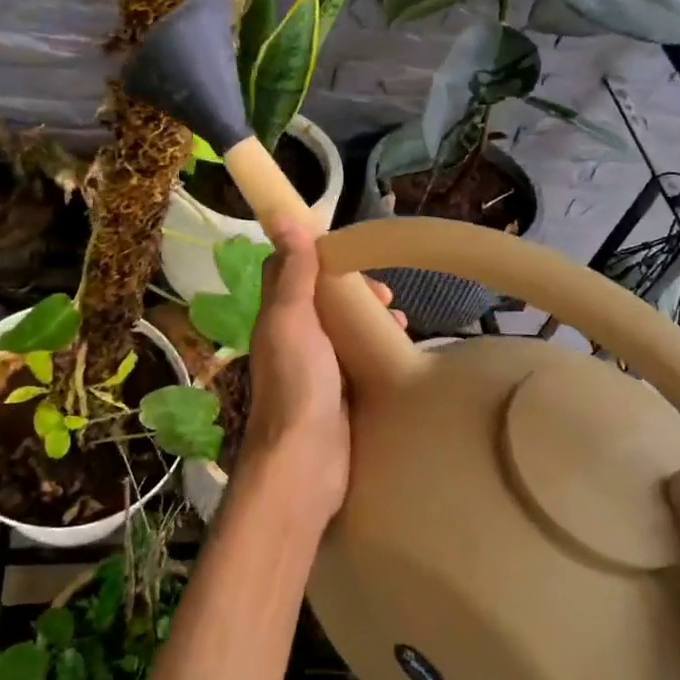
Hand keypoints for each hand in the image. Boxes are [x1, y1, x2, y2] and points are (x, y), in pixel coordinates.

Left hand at [241, 221, 402, 523]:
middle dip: (355, 291)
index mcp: (279, 320)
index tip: (351, 252)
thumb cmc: (298, 384)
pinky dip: (379, 350)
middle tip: (385, 294)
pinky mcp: (342, 397)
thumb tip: (282, 217)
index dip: (318, 256)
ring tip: (398, 321)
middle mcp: (295, 342)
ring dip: (370, 320)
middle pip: (325, 302)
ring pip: (346, 332)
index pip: (293, 273)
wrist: (306, 463)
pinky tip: (400, 351)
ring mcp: (319, 371)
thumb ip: (292, 273)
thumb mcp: (292, 320)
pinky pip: (361, 362)